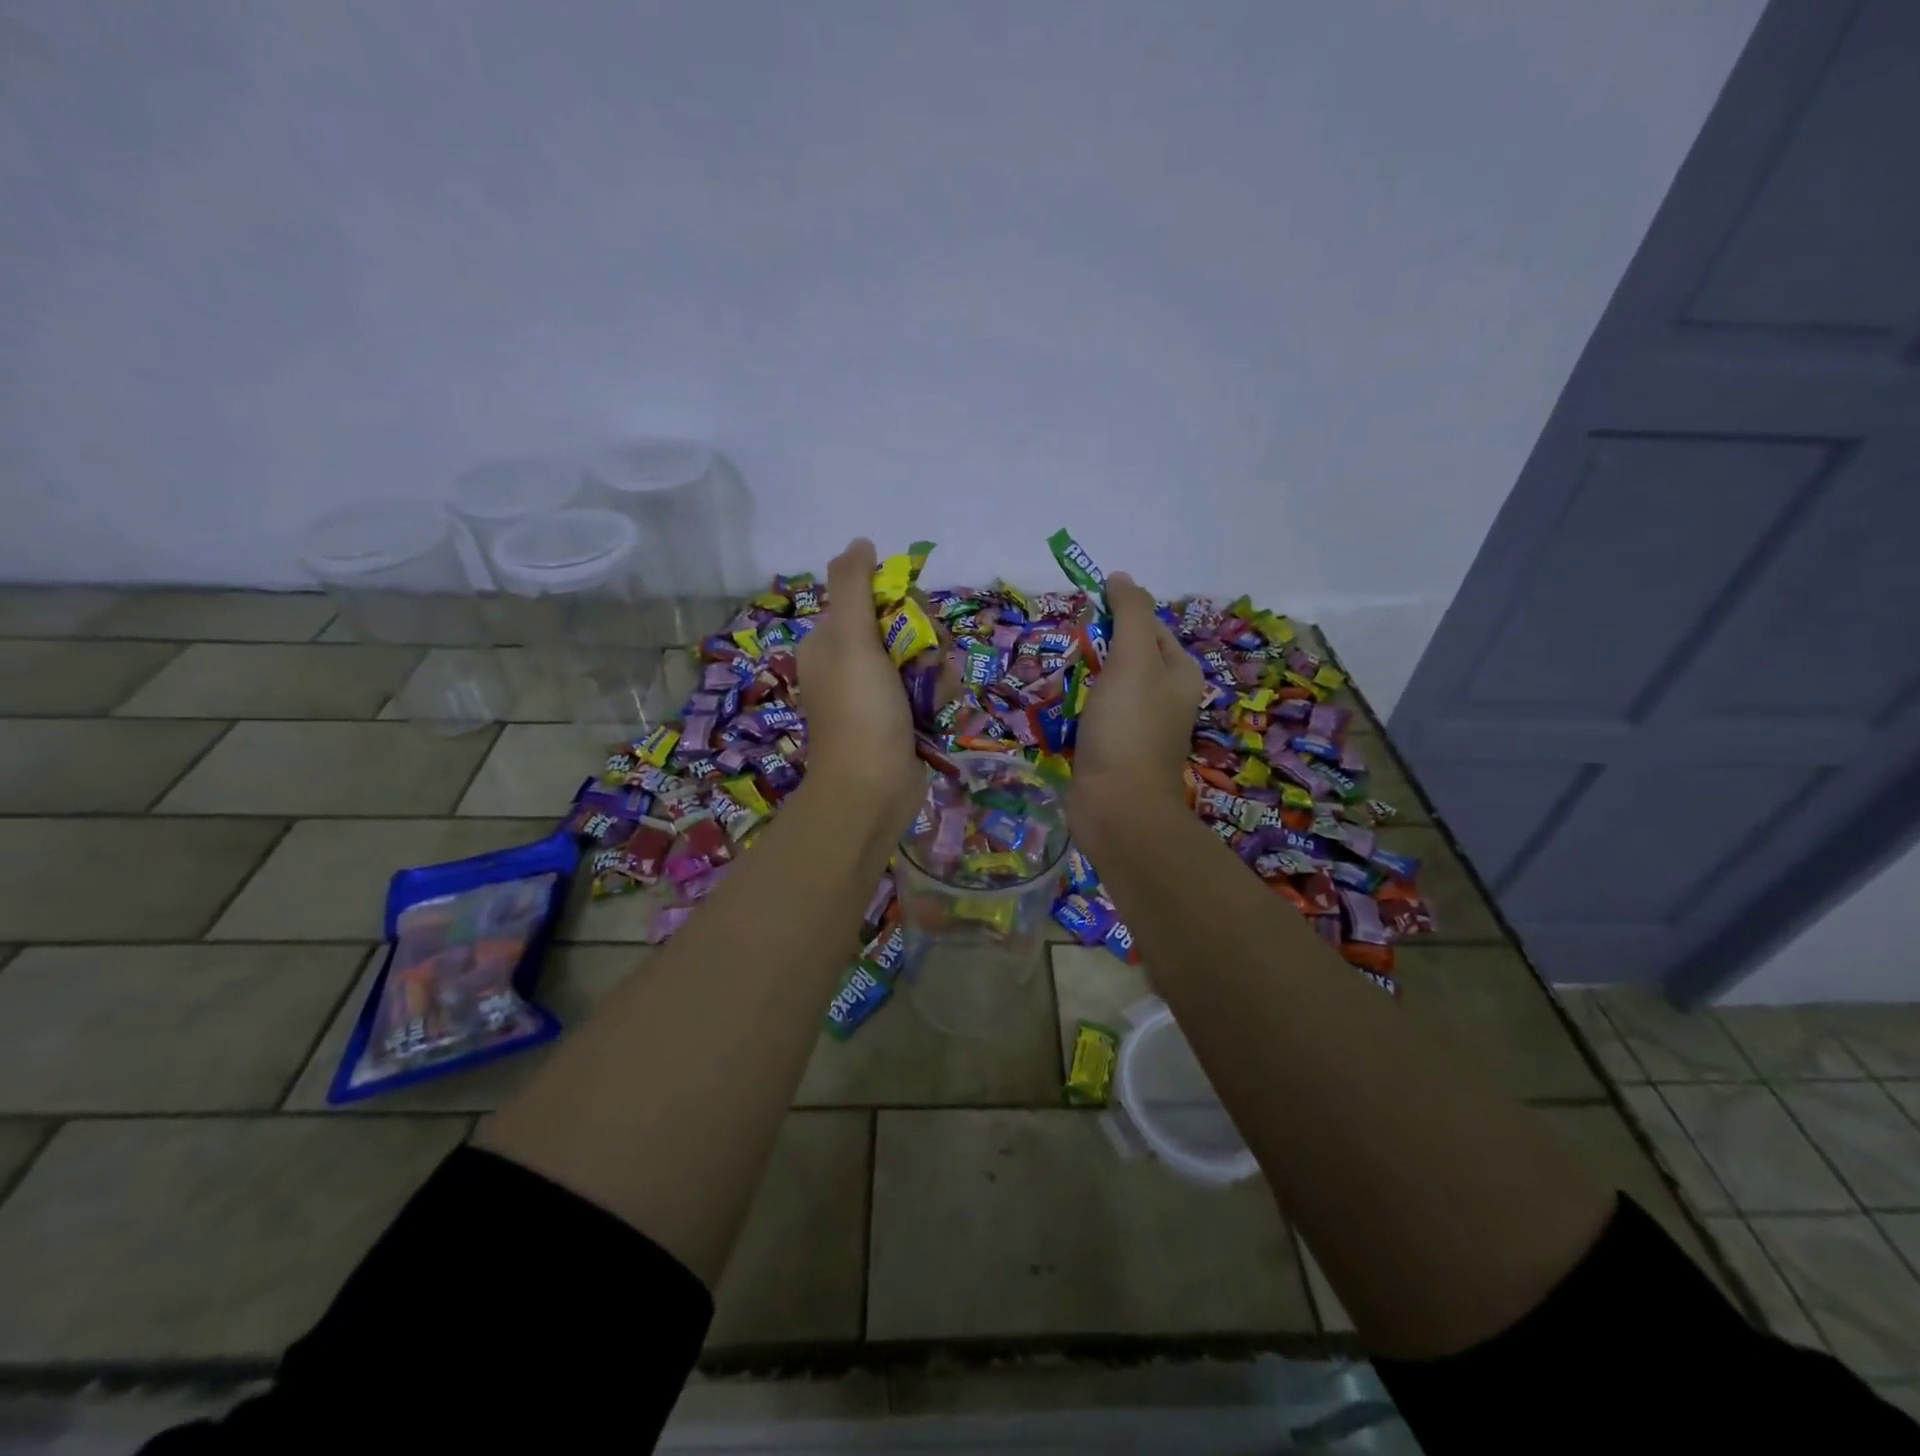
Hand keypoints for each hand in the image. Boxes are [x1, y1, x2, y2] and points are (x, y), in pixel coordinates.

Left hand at [795, 538, 922, 820]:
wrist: (872, 790)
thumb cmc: (860, 711)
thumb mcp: (850, 639)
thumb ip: (852, 585)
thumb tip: (860, 542)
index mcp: (831, 640)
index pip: (875, 597)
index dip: (902, 602)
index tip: (912, 617)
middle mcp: (853, 662)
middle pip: (906, 625)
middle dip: (926, 639)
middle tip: (925, 659)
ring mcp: (879, 692)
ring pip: (925, 656)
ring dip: (937, 669)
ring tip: (931, 692)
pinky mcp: (903, 716)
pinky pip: (930, 687)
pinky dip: (938, 695)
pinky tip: (936, 710)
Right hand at [1072, 572, 1202, 816]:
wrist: (1117, 807)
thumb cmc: (1128, 727)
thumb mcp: (1133, 659)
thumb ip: (1130, 614)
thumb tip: (1121, 577)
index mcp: (1179, 672)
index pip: (1149, 625)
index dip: (1118, 613)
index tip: (1083, 612)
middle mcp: (1164, 696)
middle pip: (1127, 654)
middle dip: (1096, 646)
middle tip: (1066, 643)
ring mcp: (1137, 725)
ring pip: (1106, 686)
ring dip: (1082, 677)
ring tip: (1055, 670)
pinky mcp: (1112, 748)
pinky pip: (1092, 715)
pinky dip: (1074, 707)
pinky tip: (1055, 706)